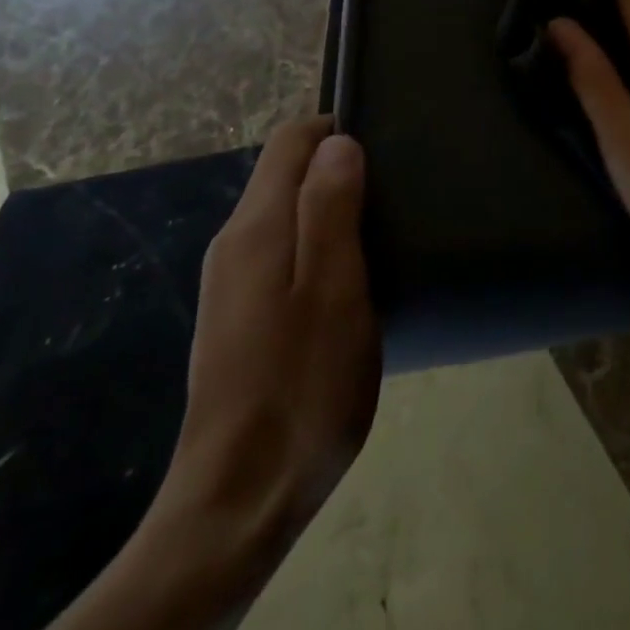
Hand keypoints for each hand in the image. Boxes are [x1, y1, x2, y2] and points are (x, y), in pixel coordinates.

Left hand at [139, 117, 380, 604]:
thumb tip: (337, 141)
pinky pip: (283, 251)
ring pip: (286, 213)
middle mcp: (234, 244)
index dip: (337, 128)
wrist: (239, 502)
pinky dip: (319, 244)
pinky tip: (353, 279)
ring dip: (332, 208)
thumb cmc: (301, 386)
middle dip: (339, 167)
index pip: (290, 140)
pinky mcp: (239, 316)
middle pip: (286, 173)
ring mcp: (232, 283)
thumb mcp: (333, 289)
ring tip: (385, 231)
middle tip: (396, 192)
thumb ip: (330, 208)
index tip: (386, 148)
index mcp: (256, 227)